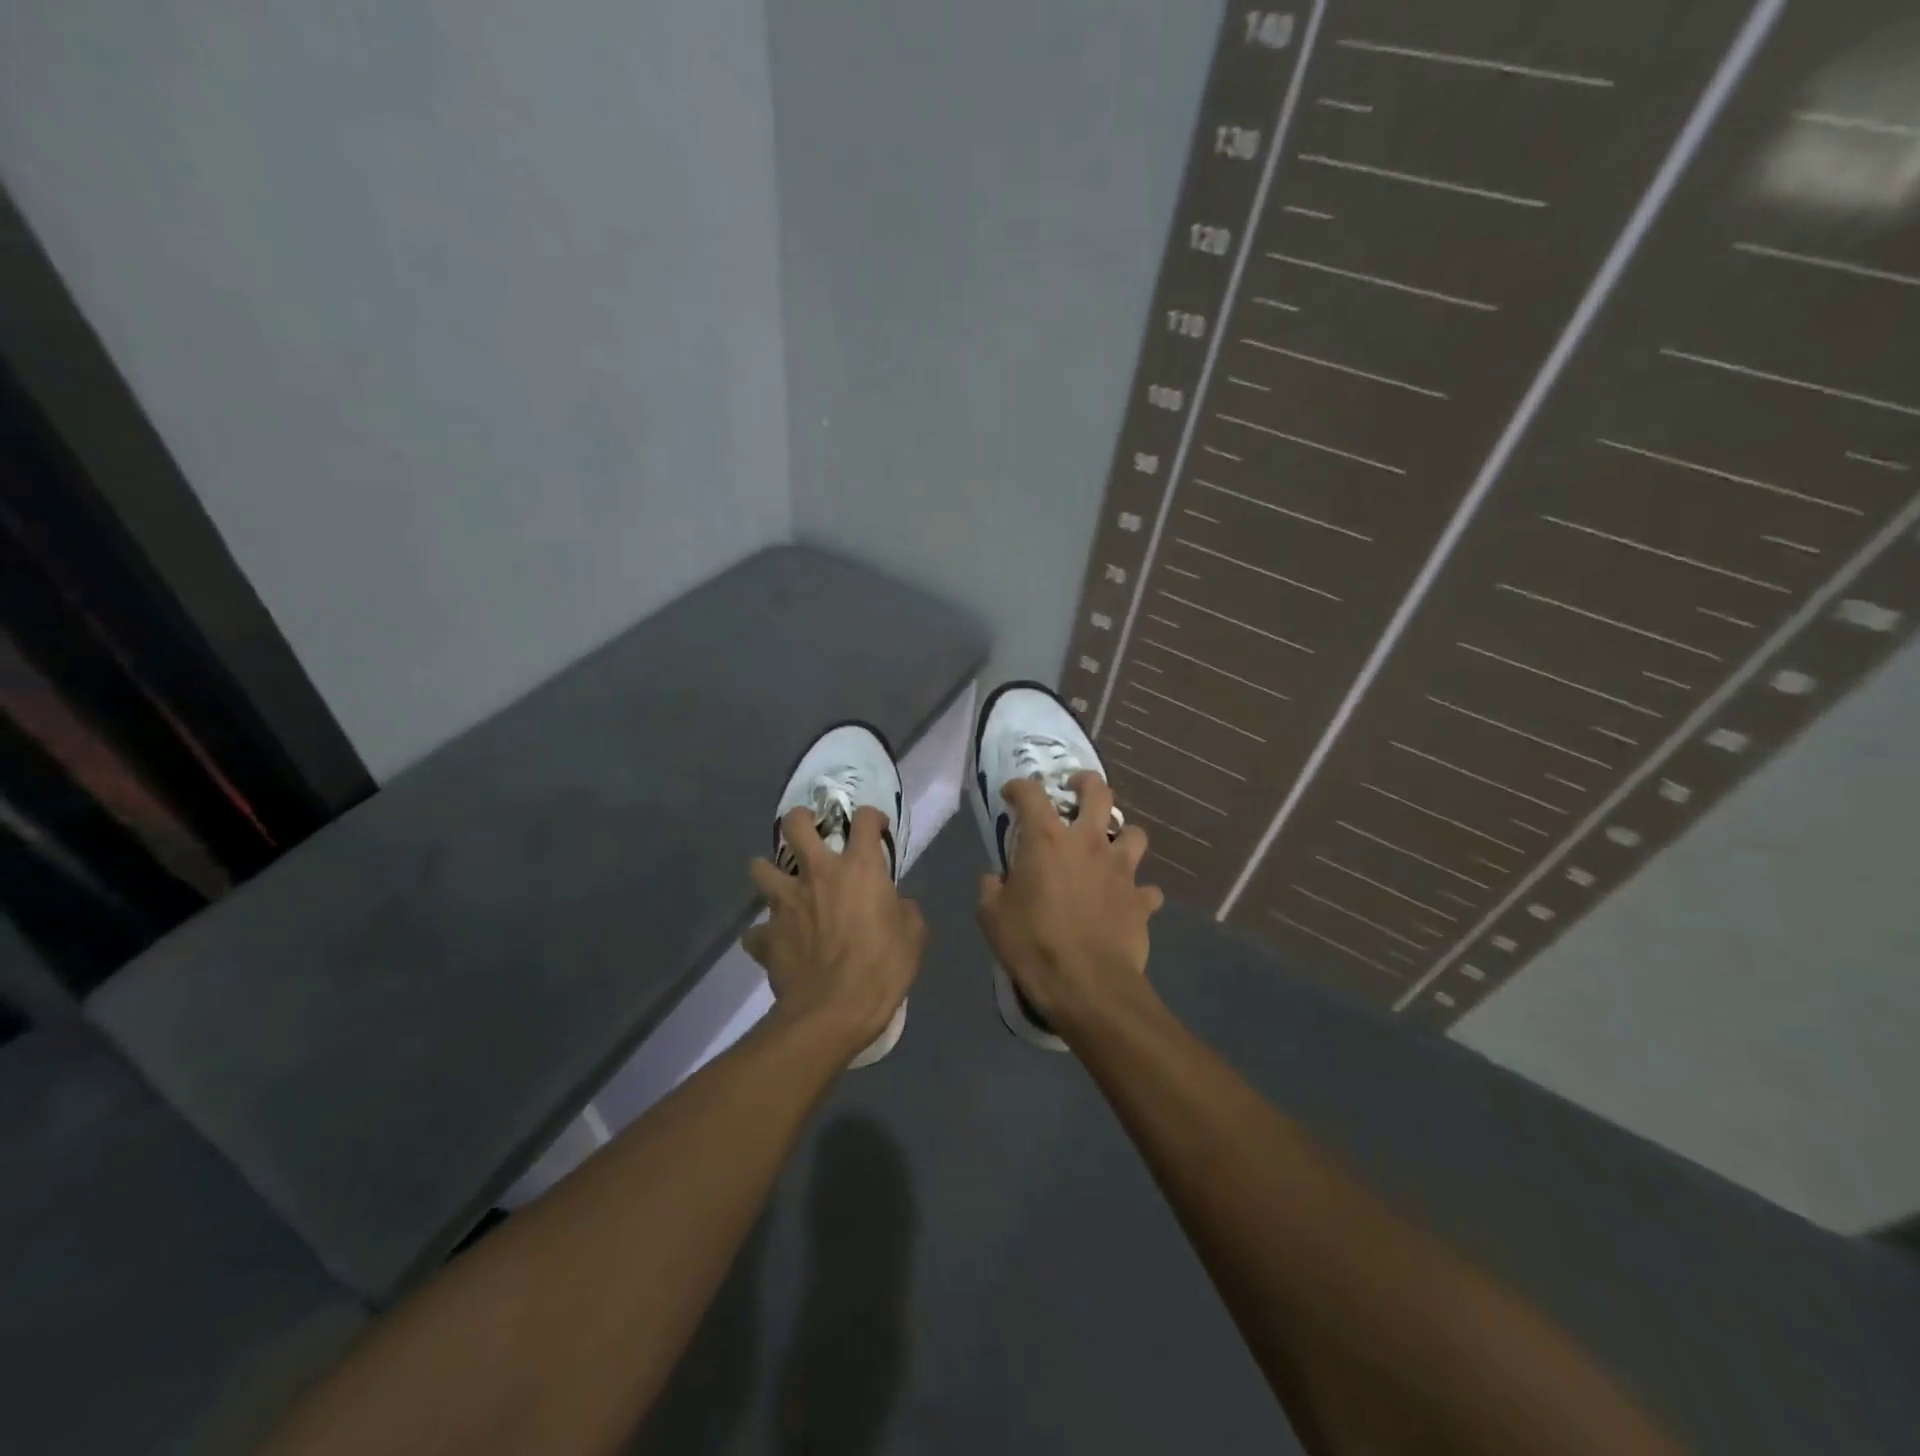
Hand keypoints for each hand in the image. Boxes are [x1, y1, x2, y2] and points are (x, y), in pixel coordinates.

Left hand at [744, 806, 924, 1057]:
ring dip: (769, 872)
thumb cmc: (882, 968)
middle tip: (810, 832)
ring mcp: (785, 902)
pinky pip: (756, 932)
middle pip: (795, 824)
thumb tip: (896, 904)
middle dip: (801, 820)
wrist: (834, 1011)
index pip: (864, 820)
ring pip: (760, 868)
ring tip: (781, 884)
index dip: (871, 817)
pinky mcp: (766, 935)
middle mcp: (818, 873)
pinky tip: (774, 942)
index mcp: (859, 868)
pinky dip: (763, 934)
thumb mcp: (914, 936)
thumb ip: (904, 910)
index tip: (875, 827)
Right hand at [976, 772, 1163, 1036]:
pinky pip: (1146, 889)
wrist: (1087, 984)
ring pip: (1135, 833)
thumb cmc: (1032, 943)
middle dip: (1086, 783)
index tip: (1011, 794)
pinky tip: (1127, 902)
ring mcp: (1121, 869)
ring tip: (1109, 847)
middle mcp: (1089, 842)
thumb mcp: (991, 917)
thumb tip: (995, 879)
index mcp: (1047, 839)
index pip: (1031, 792)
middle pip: (1098, 791)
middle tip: (1075, 789)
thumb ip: (991, 888)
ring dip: (1121, 835)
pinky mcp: (1142, 900)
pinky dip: (1137, 892)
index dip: (1019, 787)